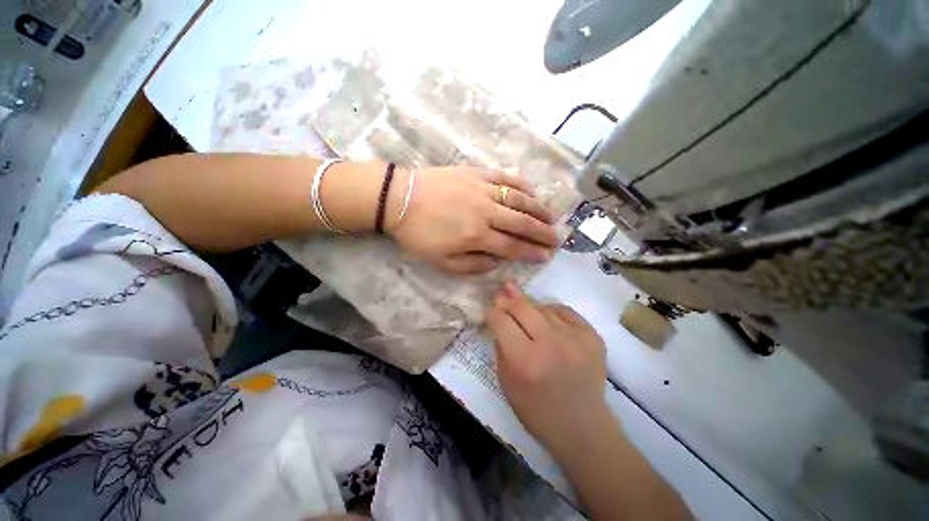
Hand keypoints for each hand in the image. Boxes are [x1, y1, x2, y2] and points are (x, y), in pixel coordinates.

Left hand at [388, 167, 558, 274]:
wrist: (399, 199)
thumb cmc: (418, 234)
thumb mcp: (441, 261)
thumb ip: (471, 266)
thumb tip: (495, 263)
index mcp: (476, 236)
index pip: (512, 246)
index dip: (531, 252)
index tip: (546, 255)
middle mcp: (486, 212)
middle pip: (521, 223)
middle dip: (542, 232)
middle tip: (557, 237)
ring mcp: (483, 189)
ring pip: (518, 199)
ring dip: (538, 209)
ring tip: (551, 216)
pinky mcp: (476, 173)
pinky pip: (504, 177)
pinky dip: (521, 183)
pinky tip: (532, 189)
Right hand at [486, 281, 609, 453]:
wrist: (582, 427)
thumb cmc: (537, 410)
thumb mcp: (506, 382)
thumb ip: (500, 346)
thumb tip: (498, 317)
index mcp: (525, 361)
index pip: (501, 321)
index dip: (492, 312)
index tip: (490, 310)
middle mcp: (551, 344)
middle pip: (522, 307)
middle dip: (507, 300)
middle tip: (502, 298)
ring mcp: (575, 338)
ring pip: (543, 307)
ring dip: (530, 309)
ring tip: (526, 317)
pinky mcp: (592, 336)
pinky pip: (564, 311)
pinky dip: (552, 312)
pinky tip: (547, 321)